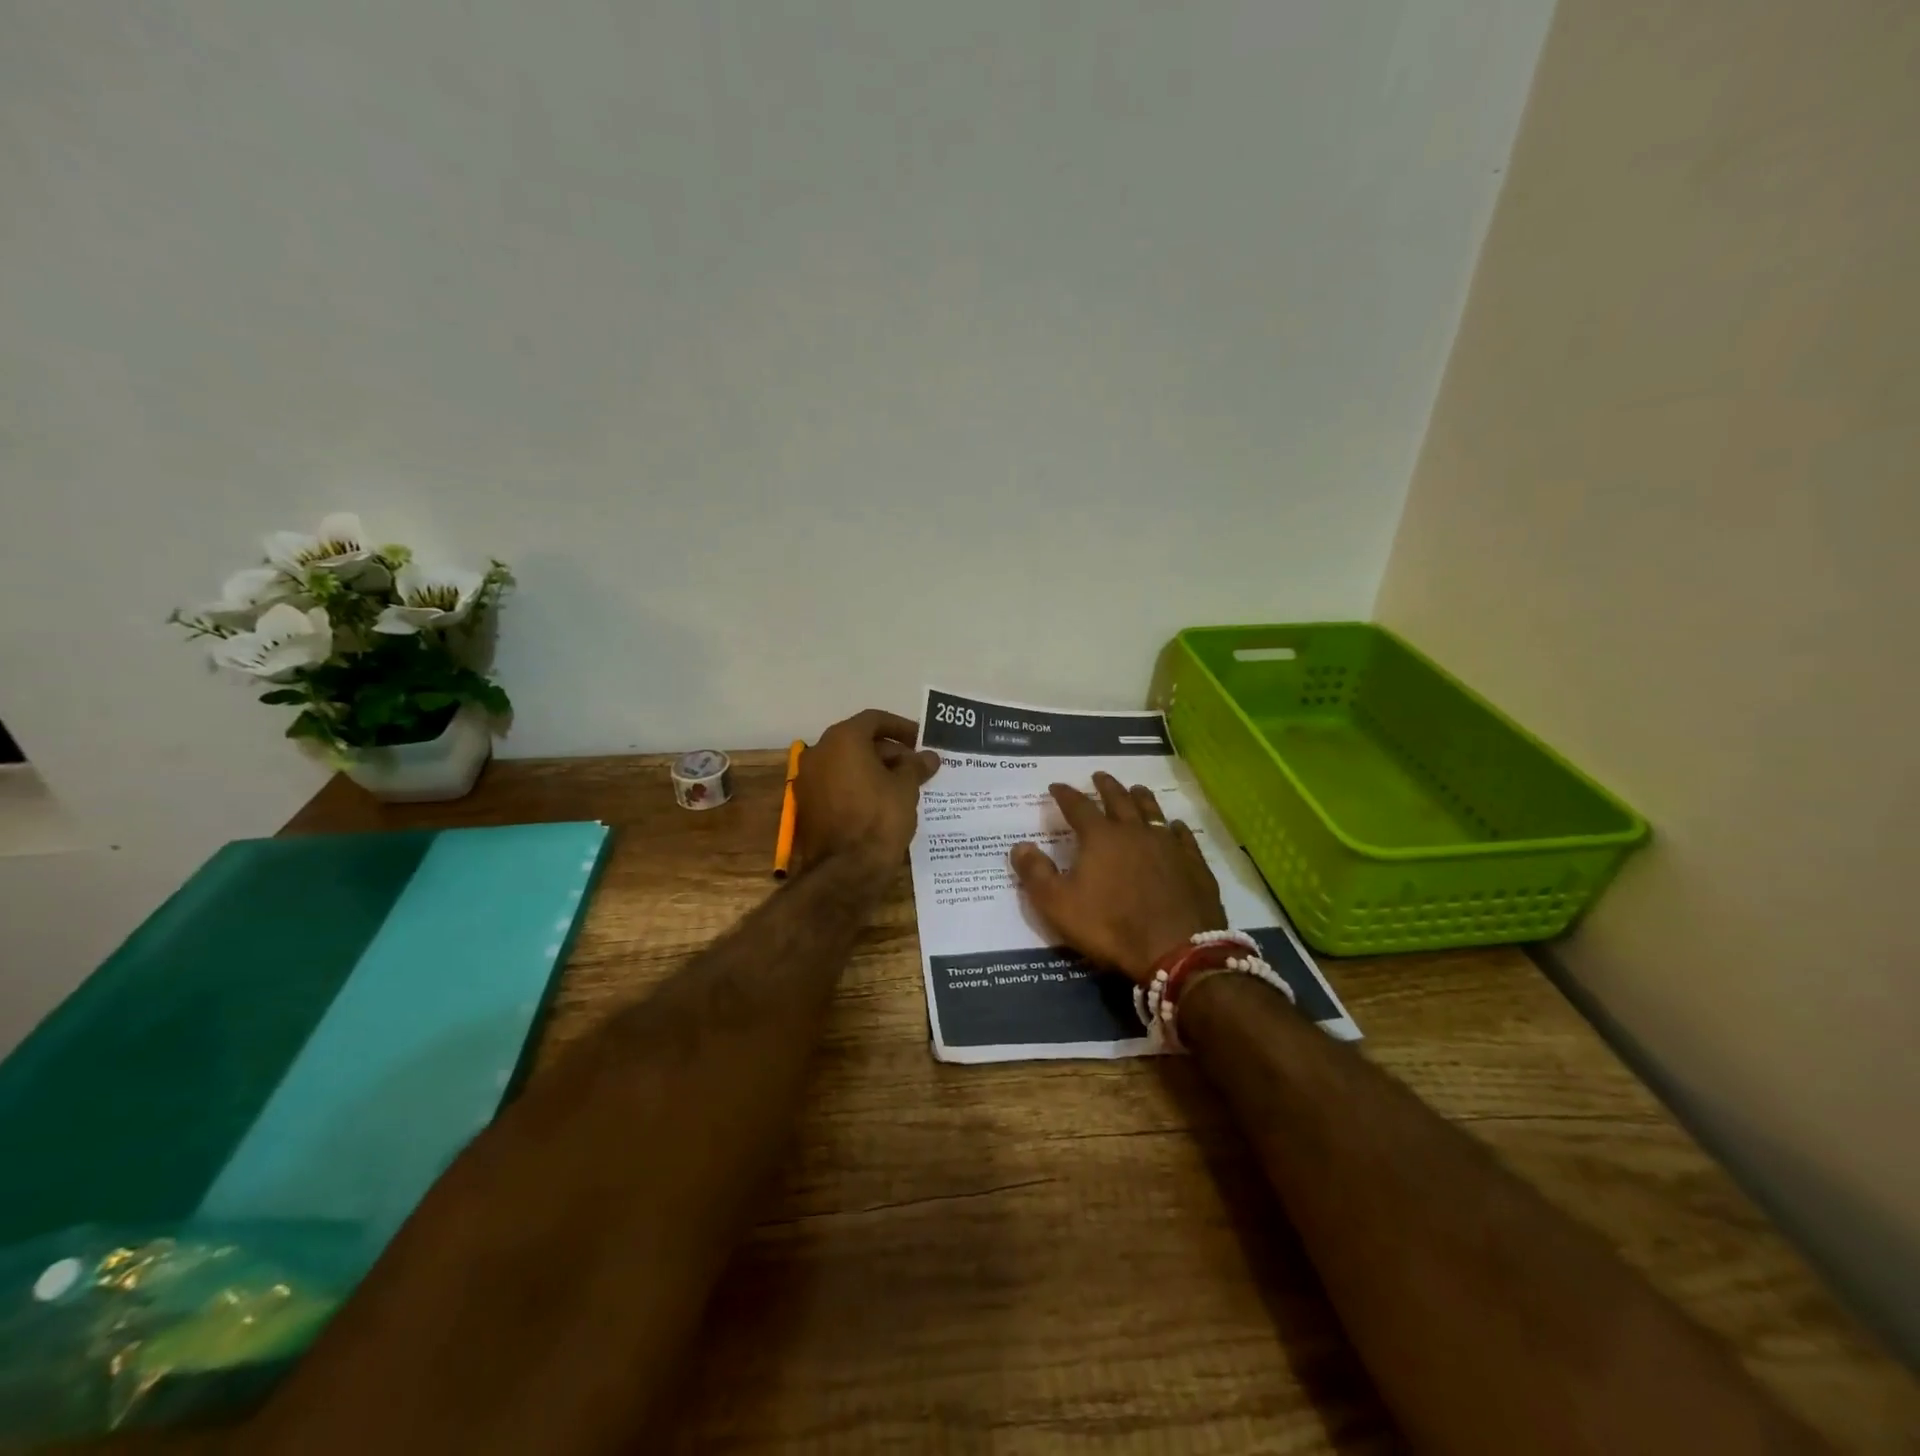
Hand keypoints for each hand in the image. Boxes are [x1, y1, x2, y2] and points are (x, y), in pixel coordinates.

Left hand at [795, 709, 940, 872]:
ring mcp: (808, 779)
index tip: (921, 740)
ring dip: (874, 769)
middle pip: (858, 741)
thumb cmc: (880, 818)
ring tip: (904, 785)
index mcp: (842, 739)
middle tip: (916, 766)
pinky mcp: (807, 805)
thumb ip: (916, 766)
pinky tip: (882, 801)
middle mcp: (819, 752)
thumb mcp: (906, 788)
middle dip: (889, 751)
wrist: (845, 870)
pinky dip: (858, 786)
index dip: (901, 727)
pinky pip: (837, 784)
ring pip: (846, 764)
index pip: (874, 720)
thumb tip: (928, 756)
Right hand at [1010, 773, 1225, 982]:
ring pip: (1152, 811)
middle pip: (1119, 800)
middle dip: (1106, 787)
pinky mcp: (1193, 863)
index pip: (1078, 807)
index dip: (1065, 795)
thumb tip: (1019, 846)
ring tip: (1135, 788)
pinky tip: (1174, 826)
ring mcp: (1168, 845)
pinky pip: (1182, 836)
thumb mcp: (1058, 904)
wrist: (1175, 950)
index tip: (1056, 786)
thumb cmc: (1110, 926)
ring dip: (1141, 797)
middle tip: (1099, 775)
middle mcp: (1134, 831)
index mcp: (1100, 837)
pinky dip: (1175, 827)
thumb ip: (1035, 873)